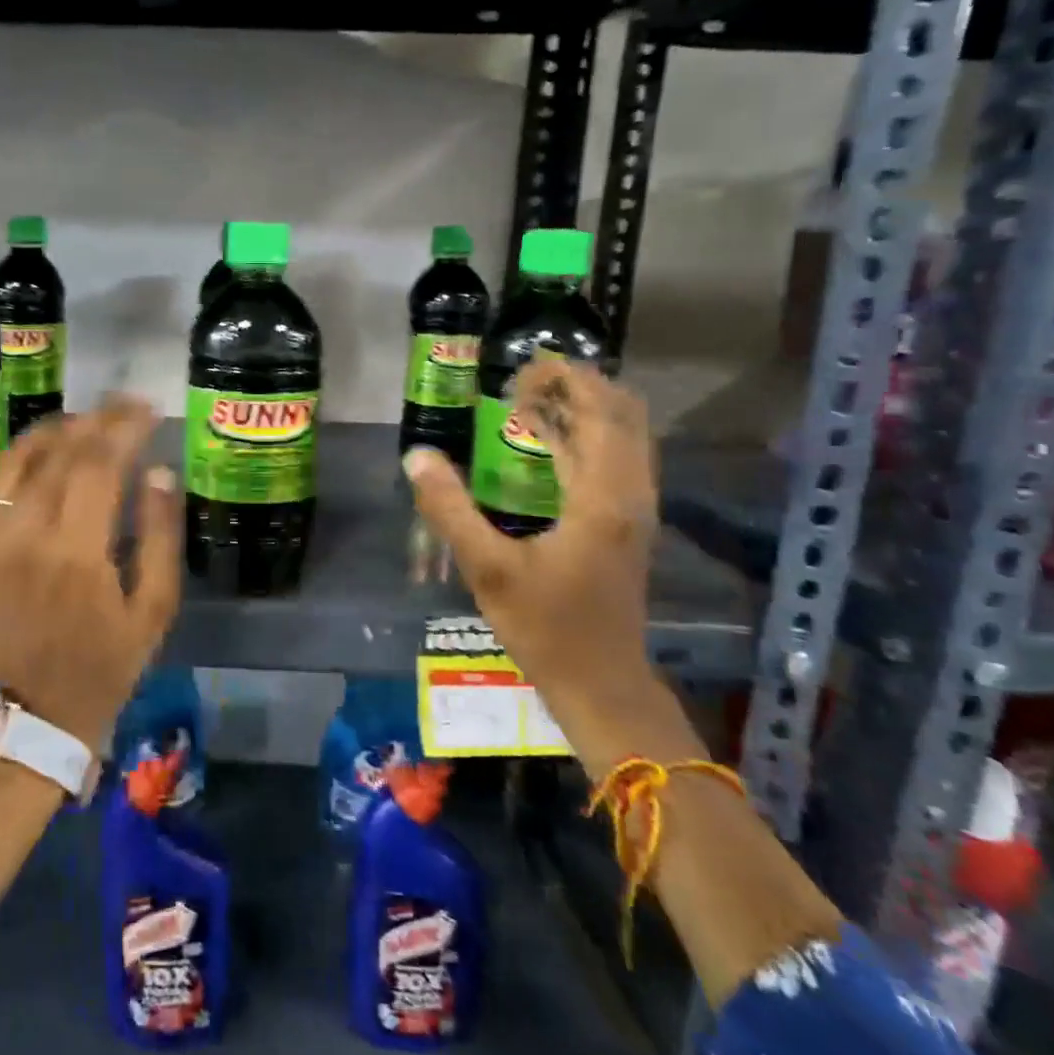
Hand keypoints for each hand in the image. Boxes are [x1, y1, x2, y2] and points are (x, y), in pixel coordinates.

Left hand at [0, 396, 181, 752]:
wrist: (38, 712)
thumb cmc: (108, 663)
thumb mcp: (155, 609)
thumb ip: (160, 536)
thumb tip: (159, 472)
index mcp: (79, 551)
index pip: (100, 464)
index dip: (126, 428)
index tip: (150, 411)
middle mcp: (30, 535)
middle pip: (62, 453)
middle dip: (99, 420)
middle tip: (128, 406)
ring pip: (19, 462)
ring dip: (55, 430)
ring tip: (88, 419)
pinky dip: (11, 459)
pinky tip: (35, 449)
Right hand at [404, 357, 662, 734]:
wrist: (602, 684)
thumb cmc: (547, 628)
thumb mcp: (489, 569)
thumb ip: (450, 508)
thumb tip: (417, 456)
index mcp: (604, 497)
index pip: (601, 412)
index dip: (568, 380)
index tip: (523, 369)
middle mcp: (631, 494)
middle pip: (623, 416)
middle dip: (578, 387)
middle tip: (523, 382)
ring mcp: (635, 511)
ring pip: (625, 437)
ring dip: (585, 410)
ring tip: (532, 402)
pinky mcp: (628, 526)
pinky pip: (617, 460)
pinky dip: (588, 437)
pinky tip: (548, 445)